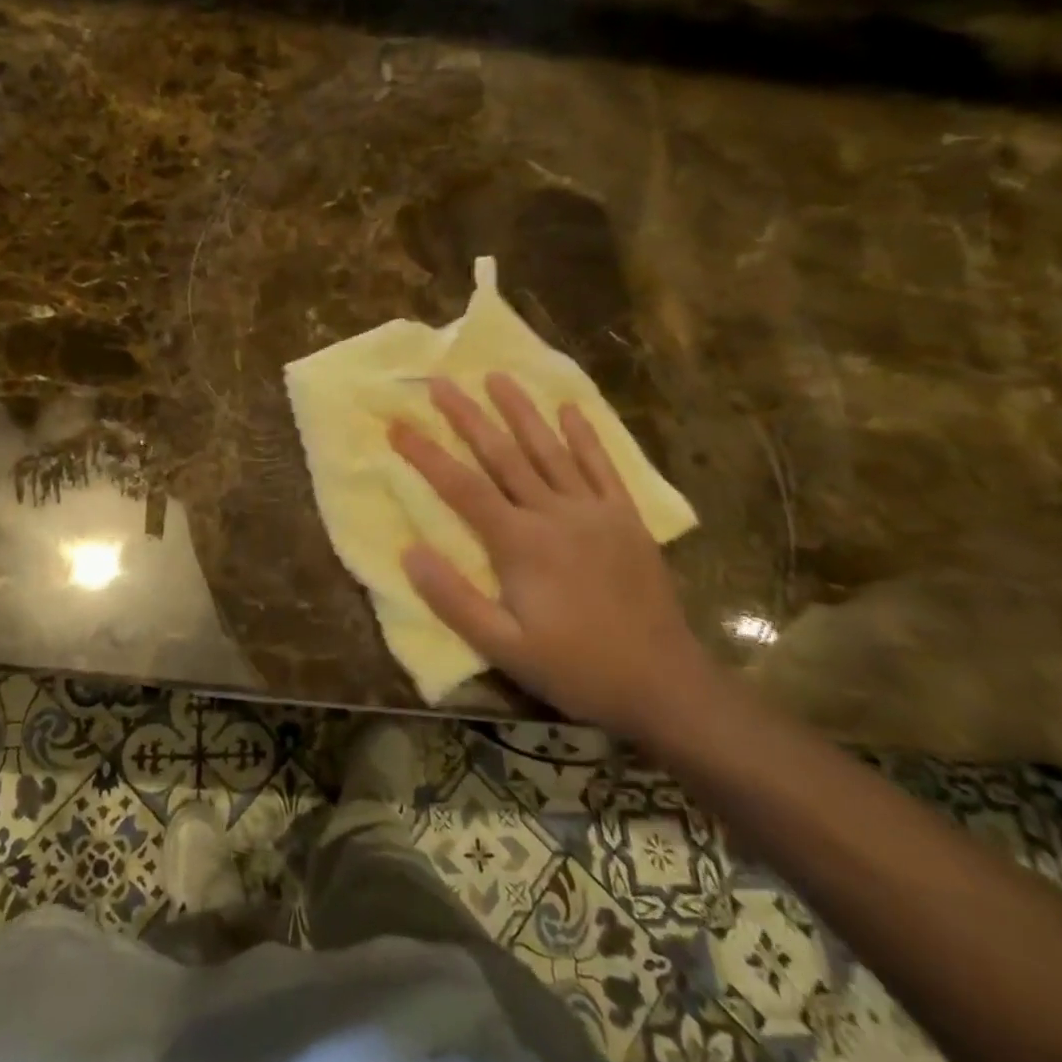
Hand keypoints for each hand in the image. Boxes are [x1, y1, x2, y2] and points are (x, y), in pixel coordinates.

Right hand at [389, 374, 713, 738]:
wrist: (664, 685)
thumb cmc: (576, 667)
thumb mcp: (504, 648)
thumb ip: (454, 600)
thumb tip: (409, 552)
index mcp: (520, 543)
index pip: (461, 487)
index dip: (426, 454)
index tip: (397, 425)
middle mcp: (554, 513)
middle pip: (502, 454)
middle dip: (467, 416)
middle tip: (440, 381)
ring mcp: (594, 511)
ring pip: (550, 449)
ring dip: (521, 410)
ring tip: (497, 376)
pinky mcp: (625, 518)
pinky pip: (602, 466)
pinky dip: (585, 435)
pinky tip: (570, 408)